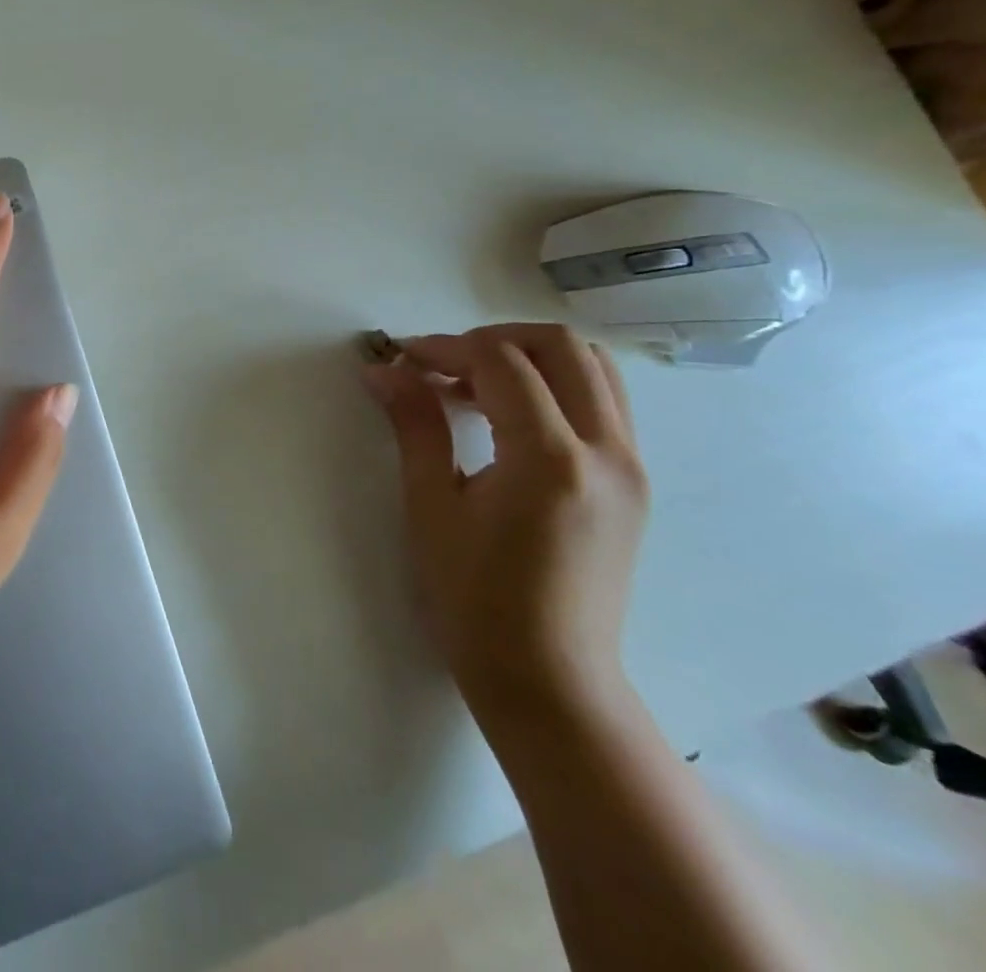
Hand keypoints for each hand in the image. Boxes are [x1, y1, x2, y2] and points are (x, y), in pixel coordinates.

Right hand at [363, 324, 648, 730]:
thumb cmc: (475, 598)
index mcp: (550, 460)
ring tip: (470, 387)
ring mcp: (630, 466)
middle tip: (440, 364)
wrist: (550, 677)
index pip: (501, 364)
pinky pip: (601, 402)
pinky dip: (551, 385)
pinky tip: (504, 416)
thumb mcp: (432, 505)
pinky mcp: (632, 482)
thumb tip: (383, 370)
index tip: (400, 359)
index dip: (444, 347)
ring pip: (592, 368)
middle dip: (492, 339)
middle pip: (561, 347)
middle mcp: (607, 451)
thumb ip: (415, 425)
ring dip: (527, 358)